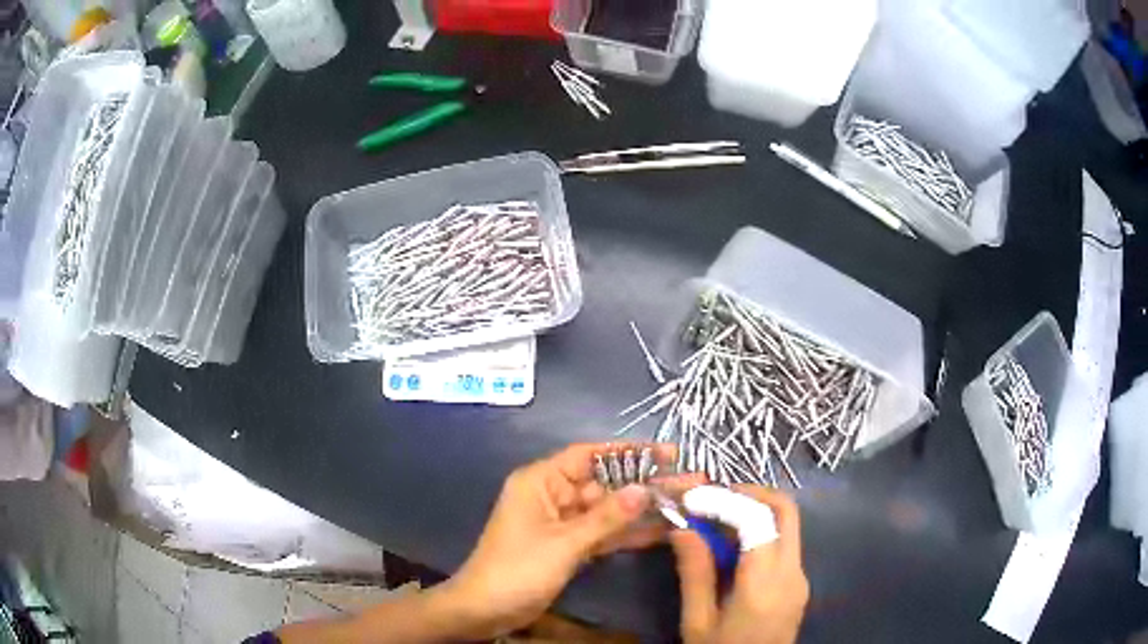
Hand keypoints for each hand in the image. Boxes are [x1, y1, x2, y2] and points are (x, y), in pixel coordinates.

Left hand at [438, 442, 684, 638]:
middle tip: (692, 481)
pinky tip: (663, 531)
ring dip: (643, 510)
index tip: (670, 453)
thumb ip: (607, 517)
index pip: (590, 455)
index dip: (630, 453)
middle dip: (646, 484)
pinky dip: (628, 533)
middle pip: (606, 484)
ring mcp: (563, 522)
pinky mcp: (569, 546)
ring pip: (609, 510)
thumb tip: (644, 489)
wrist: (486, 610)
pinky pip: (603, 533)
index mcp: (541, 481)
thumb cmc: (518, 569)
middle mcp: (553, 495)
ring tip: (688, 503)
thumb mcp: (565, 543)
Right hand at [671, 485, 808, 643]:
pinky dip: (760, 530)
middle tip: (711, 496)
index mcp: (765, 584)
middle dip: (749, 493)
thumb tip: (682, 527)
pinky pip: (784, 544)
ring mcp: (800, 576)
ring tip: (714, 516)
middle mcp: (793, 572)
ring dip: (754, 509)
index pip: (757, 520)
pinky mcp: (798, 583)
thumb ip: (694, 572)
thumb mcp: (697, 621)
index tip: (692, 497)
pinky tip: (731, 545)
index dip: (725, 500)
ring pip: (787, 524)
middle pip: (785, 510)